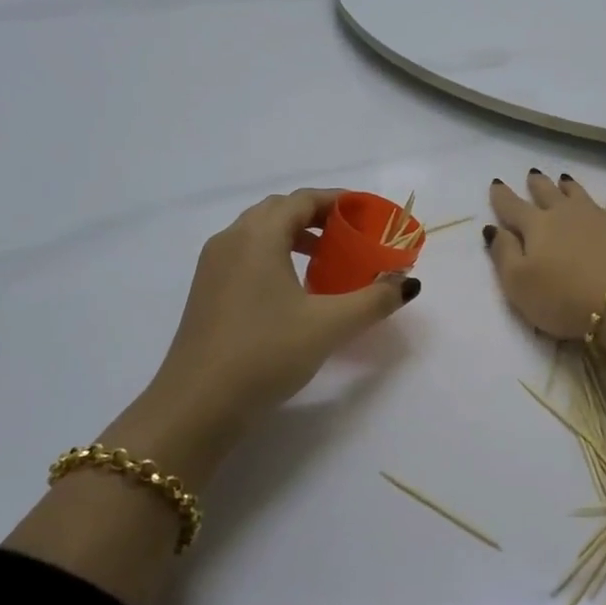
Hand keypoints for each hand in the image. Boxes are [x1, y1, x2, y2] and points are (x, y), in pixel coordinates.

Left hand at [102, 190, 419, 471]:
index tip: (369, 215)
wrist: (198, 404)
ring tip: (328, 261)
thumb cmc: (265, 353)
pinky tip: (295, 290)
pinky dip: (276, 256)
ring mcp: (213, 266)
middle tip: (353, 237)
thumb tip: (408, 282)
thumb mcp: (329, 325)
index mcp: (258, 236)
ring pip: (260, 234)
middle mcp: (231, 240)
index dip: (339, 201)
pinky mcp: (207, 291)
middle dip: (319, 217)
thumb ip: (374, 299)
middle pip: (280, 211)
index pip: (303, 200)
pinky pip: (247, 256)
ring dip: (296, 237)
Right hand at [485, 171, 605, 339]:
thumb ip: (503, 254)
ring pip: (582, 195)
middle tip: (533, 174)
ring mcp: (603, 219)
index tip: (496, 183)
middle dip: (538, 184)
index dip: (502, 196)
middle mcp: (568, 215)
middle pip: (548, 194)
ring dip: (571, 187)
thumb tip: (494, 229)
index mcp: (537, 227)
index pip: (513, 207)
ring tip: (564, 179)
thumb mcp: (518, 284)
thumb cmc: (564, 299)